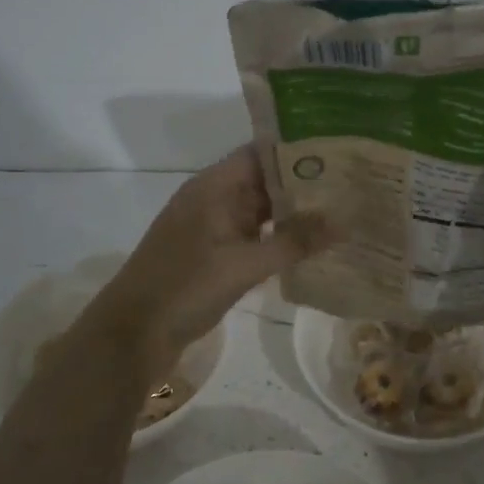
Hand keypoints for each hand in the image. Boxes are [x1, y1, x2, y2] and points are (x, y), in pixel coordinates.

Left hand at [78, 146, 330, 366]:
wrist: (132, 335)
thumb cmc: (184, 288)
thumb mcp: (244, 265)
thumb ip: (294, 241)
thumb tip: (344, 221)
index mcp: (213, 186)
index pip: (261, 152)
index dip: (298, 148)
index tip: (339, 151)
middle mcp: (212, 199)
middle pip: (263, 180)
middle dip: (303, 182)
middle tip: (351, 184)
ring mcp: (211, 227)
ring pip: (259, 209)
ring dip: (292, 212)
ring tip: (340, 211)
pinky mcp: (212, 254)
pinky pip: (251, 235)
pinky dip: (277, 237)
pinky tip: (309, 245)